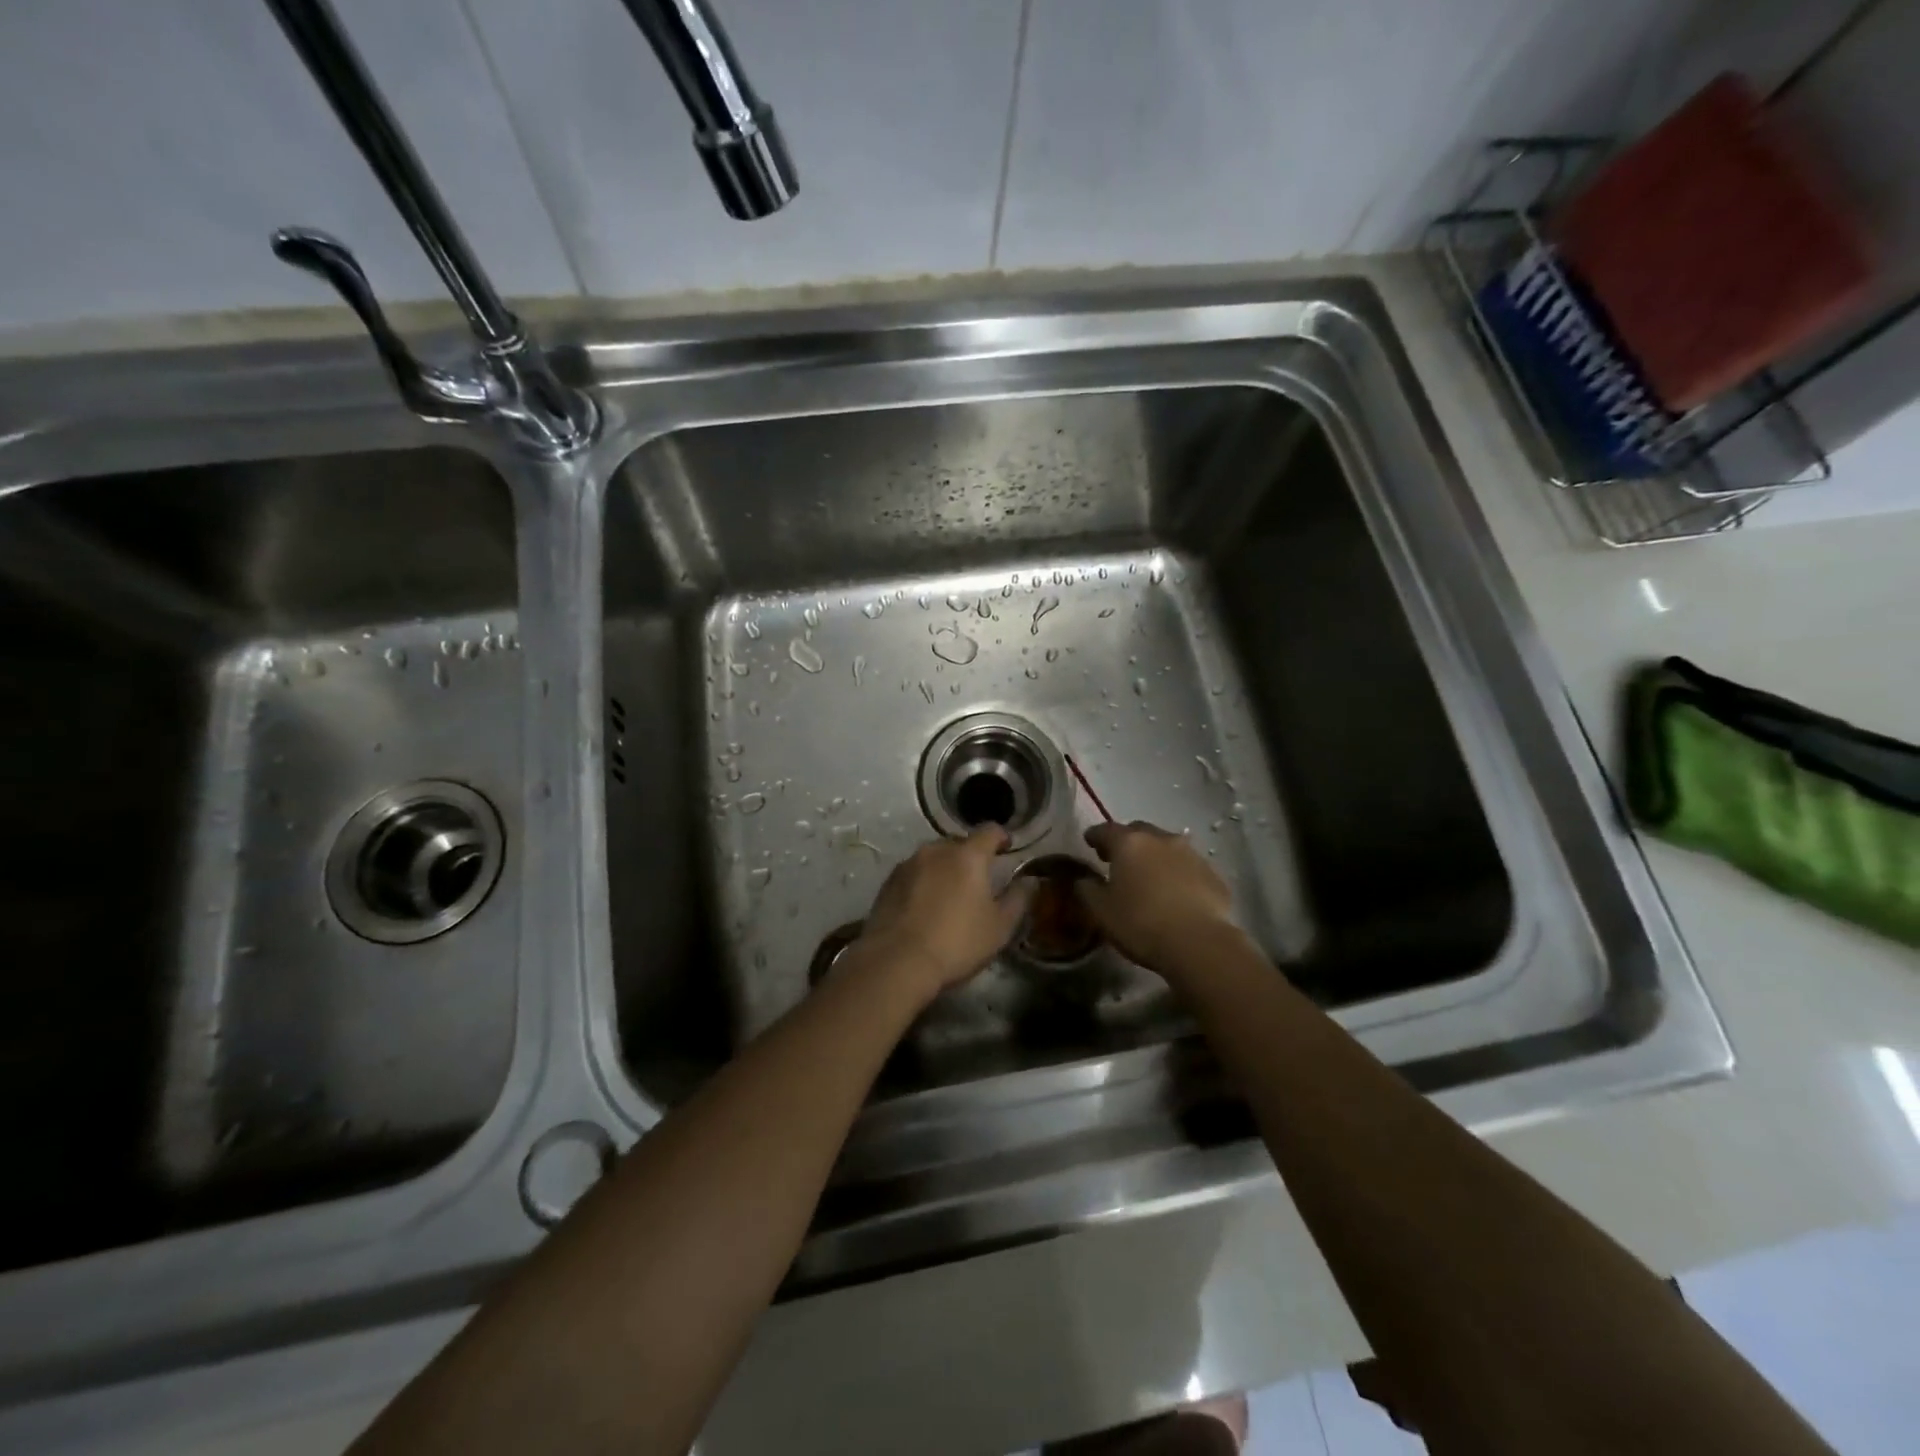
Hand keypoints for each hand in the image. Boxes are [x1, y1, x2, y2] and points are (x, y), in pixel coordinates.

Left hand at [849, 828, 1035, 1001]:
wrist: (896, 961)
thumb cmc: (957, 943)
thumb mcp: (999, 927)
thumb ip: (1018, 899)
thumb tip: (1029, 881)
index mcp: (968, 856)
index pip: (989, 831)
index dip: (1001, 837)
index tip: (1007, 848)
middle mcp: (936, 850)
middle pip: (959, 843)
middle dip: (971, 856)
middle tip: (978, 880)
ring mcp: (908, 864)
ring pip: (933, 857)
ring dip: (945, 868)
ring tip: (949, 894)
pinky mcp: (888, 882)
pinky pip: (913, 873)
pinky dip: (923, 882)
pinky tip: (924, 906)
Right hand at [1076, 820, 1240, 977]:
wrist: (1199, 943)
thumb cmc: (1141, 923)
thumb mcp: (1101, 911)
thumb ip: (1087, 889)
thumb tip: (1084, 879)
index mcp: (1129, 843)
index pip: (1106, 830)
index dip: (1095, 836)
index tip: (1089, 842)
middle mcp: (1161, 839)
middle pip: (1138, 832)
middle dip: (1126, 842)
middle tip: (1118, 859)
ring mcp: (1191, 854)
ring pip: (1166, 846)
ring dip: (1154, 856)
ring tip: (1148, 876)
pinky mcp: (1213, 874)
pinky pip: (1188, 866)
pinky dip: (1177, 873)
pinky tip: (1176, 893)